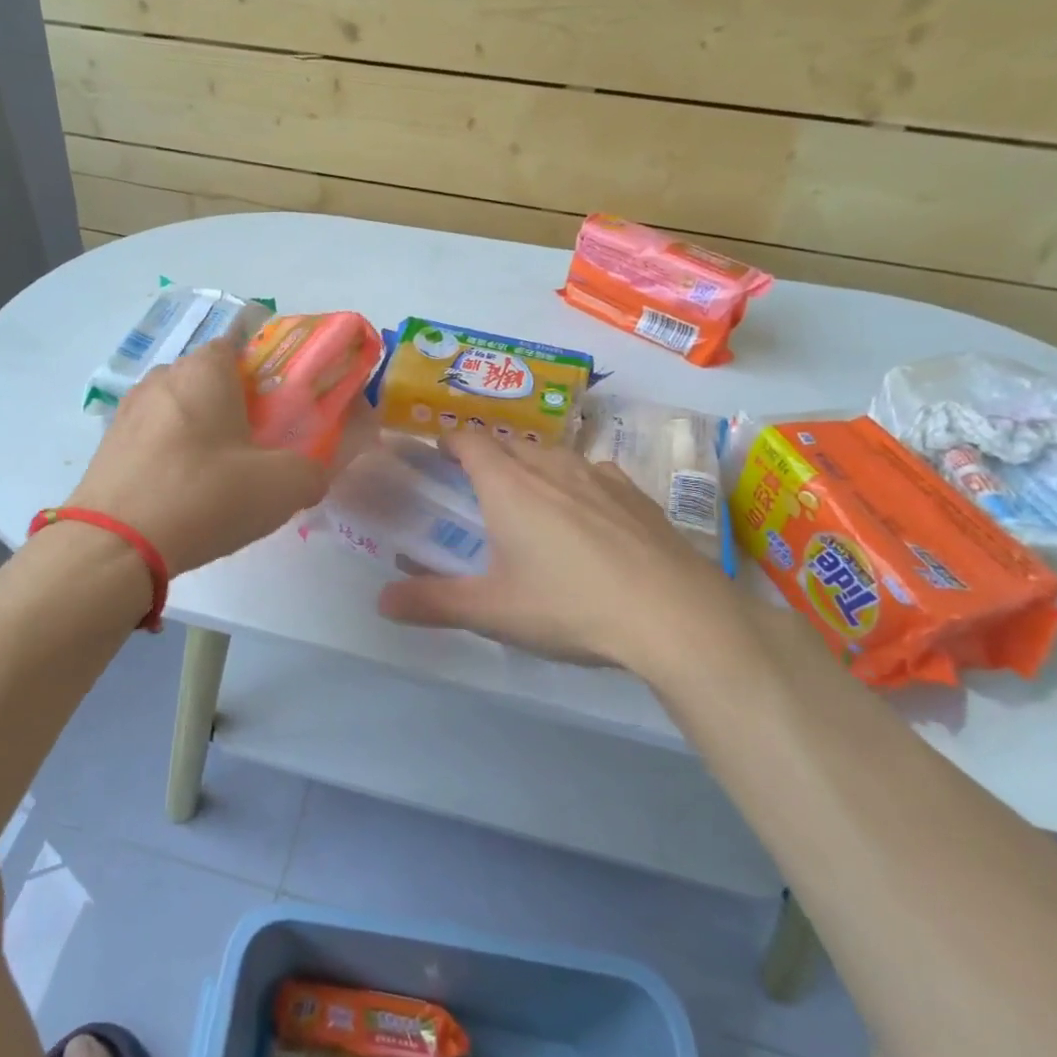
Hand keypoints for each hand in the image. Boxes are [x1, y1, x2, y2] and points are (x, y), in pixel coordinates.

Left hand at [67, 339, 367, 576]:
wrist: (114, 545)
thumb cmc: (205, 496)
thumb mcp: (282, 486)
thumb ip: (311, 471)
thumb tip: (311, 474)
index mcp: (204, 370)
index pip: (238, 344)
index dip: (264, 370)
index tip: (280, 405)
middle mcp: (162, 378)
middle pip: (208, 379)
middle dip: (233, 404)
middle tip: (257, 445)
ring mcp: (128, 412)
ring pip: (178, 410)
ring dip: (200, 432)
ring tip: (219, 476)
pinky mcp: (106, 447)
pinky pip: (153, 440)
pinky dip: (171, 456)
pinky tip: (183, 494)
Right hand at [377, 431, 757, 685]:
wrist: (676, 616)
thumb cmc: (570, 606)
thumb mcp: (492, 612)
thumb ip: (432, 603)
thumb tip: (381, 602)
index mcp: (509, 485)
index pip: (469, 440)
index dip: (449, 443)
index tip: (438, 460)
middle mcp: (552, 468)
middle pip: (510, 445)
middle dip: (488, 459)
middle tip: (478, 493)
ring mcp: (601, 477)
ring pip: (554, 457)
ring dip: (534, 469)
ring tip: (531, 505)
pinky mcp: (638, 496)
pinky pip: (594, 475)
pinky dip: (577, 485)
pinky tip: (587, 521)